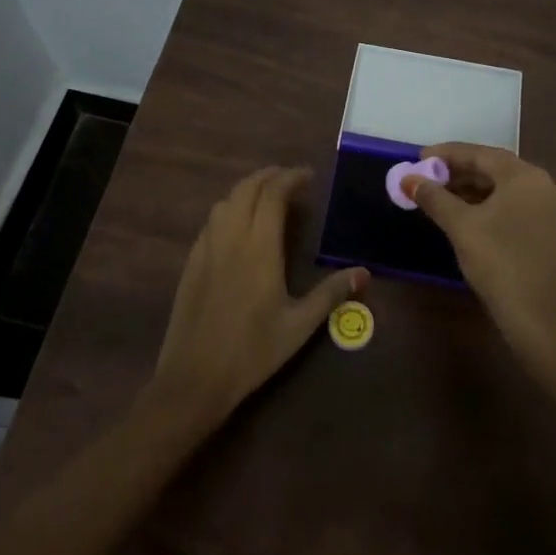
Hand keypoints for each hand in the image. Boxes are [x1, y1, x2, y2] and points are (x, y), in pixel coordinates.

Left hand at [149, 167, 366, 425]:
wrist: (193, 378)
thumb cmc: (252, 352)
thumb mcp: (299, 326)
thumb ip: (331, 294)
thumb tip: (364, 273)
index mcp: (259, 247)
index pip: (273, 194)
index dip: (291, 178)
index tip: (309, 177)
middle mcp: (230, 238)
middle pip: (246, 188)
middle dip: (269, 176)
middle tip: (291, 179)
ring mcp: (206, 248)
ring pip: (225, 201)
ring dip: (247, 190)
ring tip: (267, 198)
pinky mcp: (191, 263)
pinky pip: (211, 221)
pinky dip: (229, 209)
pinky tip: (238, 227)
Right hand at [406, 145, 555, 365]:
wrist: (537, 317)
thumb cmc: (499, 262)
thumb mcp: (461, 226)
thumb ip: (434, 197)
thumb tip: (408, 178)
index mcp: (524, 177)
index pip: (481, 154)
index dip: (447, 154)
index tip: (418, 158)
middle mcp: (540, 185)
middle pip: (492, 168)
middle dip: (456, 171)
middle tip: (424, 176)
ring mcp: (545, 208)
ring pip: (500, 187)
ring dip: (468, 188)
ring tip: (435, 194)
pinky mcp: (543, 229)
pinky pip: (508, 204)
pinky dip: (483, 203)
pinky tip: (459, 213)